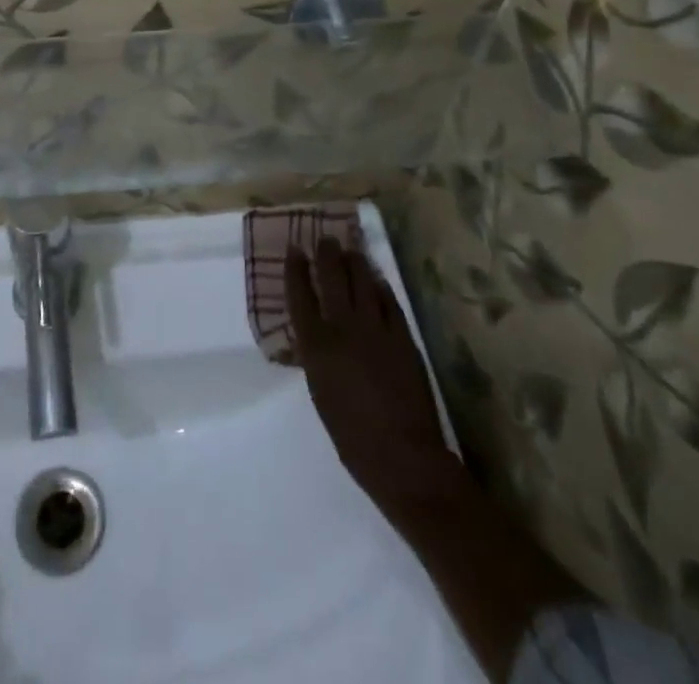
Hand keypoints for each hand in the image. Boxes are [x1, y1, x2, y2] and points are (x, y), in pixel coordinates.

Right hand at [290, 240, 586, 677]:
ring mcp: (376, 330)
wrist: (403, 459)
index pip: (300, 295)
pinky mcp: (403, 337)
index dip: (295, 269)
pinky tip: (377, 279)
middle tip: (324, 239)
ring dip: (354, 262)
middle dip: (326, 255)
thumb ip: (316, 358)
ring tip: (350, 248)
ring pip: (362, 282)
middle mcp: (342, 328)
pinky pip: (389, 302)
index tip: (294, 249)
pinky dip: (381, 287)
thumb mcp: (320, 394)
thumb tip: (315, 335)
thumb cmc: (352, 437)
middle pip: (331, 278)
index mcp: (316, 346)